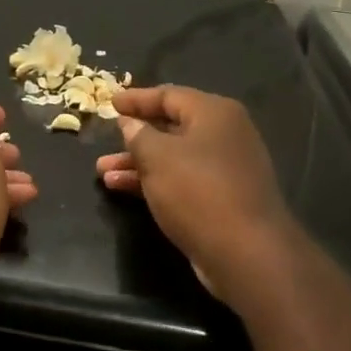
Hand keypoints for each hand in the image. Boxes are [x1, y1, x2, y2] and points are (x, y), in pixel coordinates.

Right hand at [97, 87, 297, 303]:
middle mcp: (225, 134)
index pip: (168, 95)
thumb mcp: (157, 157)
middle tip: (105, 140)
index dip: (136, 99)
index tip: (110, 103)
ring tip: (103, 172)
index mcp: (214, 113)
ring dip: (139, 163)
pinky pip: (183, 180)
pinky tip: (123, 189)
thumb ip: (138, 134)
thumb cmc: (198, 191)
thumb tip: (130, 123)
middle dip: (135, 136)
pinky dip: (155, 181)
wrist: (248, 255)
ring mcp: (227, 168)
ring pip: (174, 157)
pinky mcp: (224, 198)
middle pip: (171, 126)